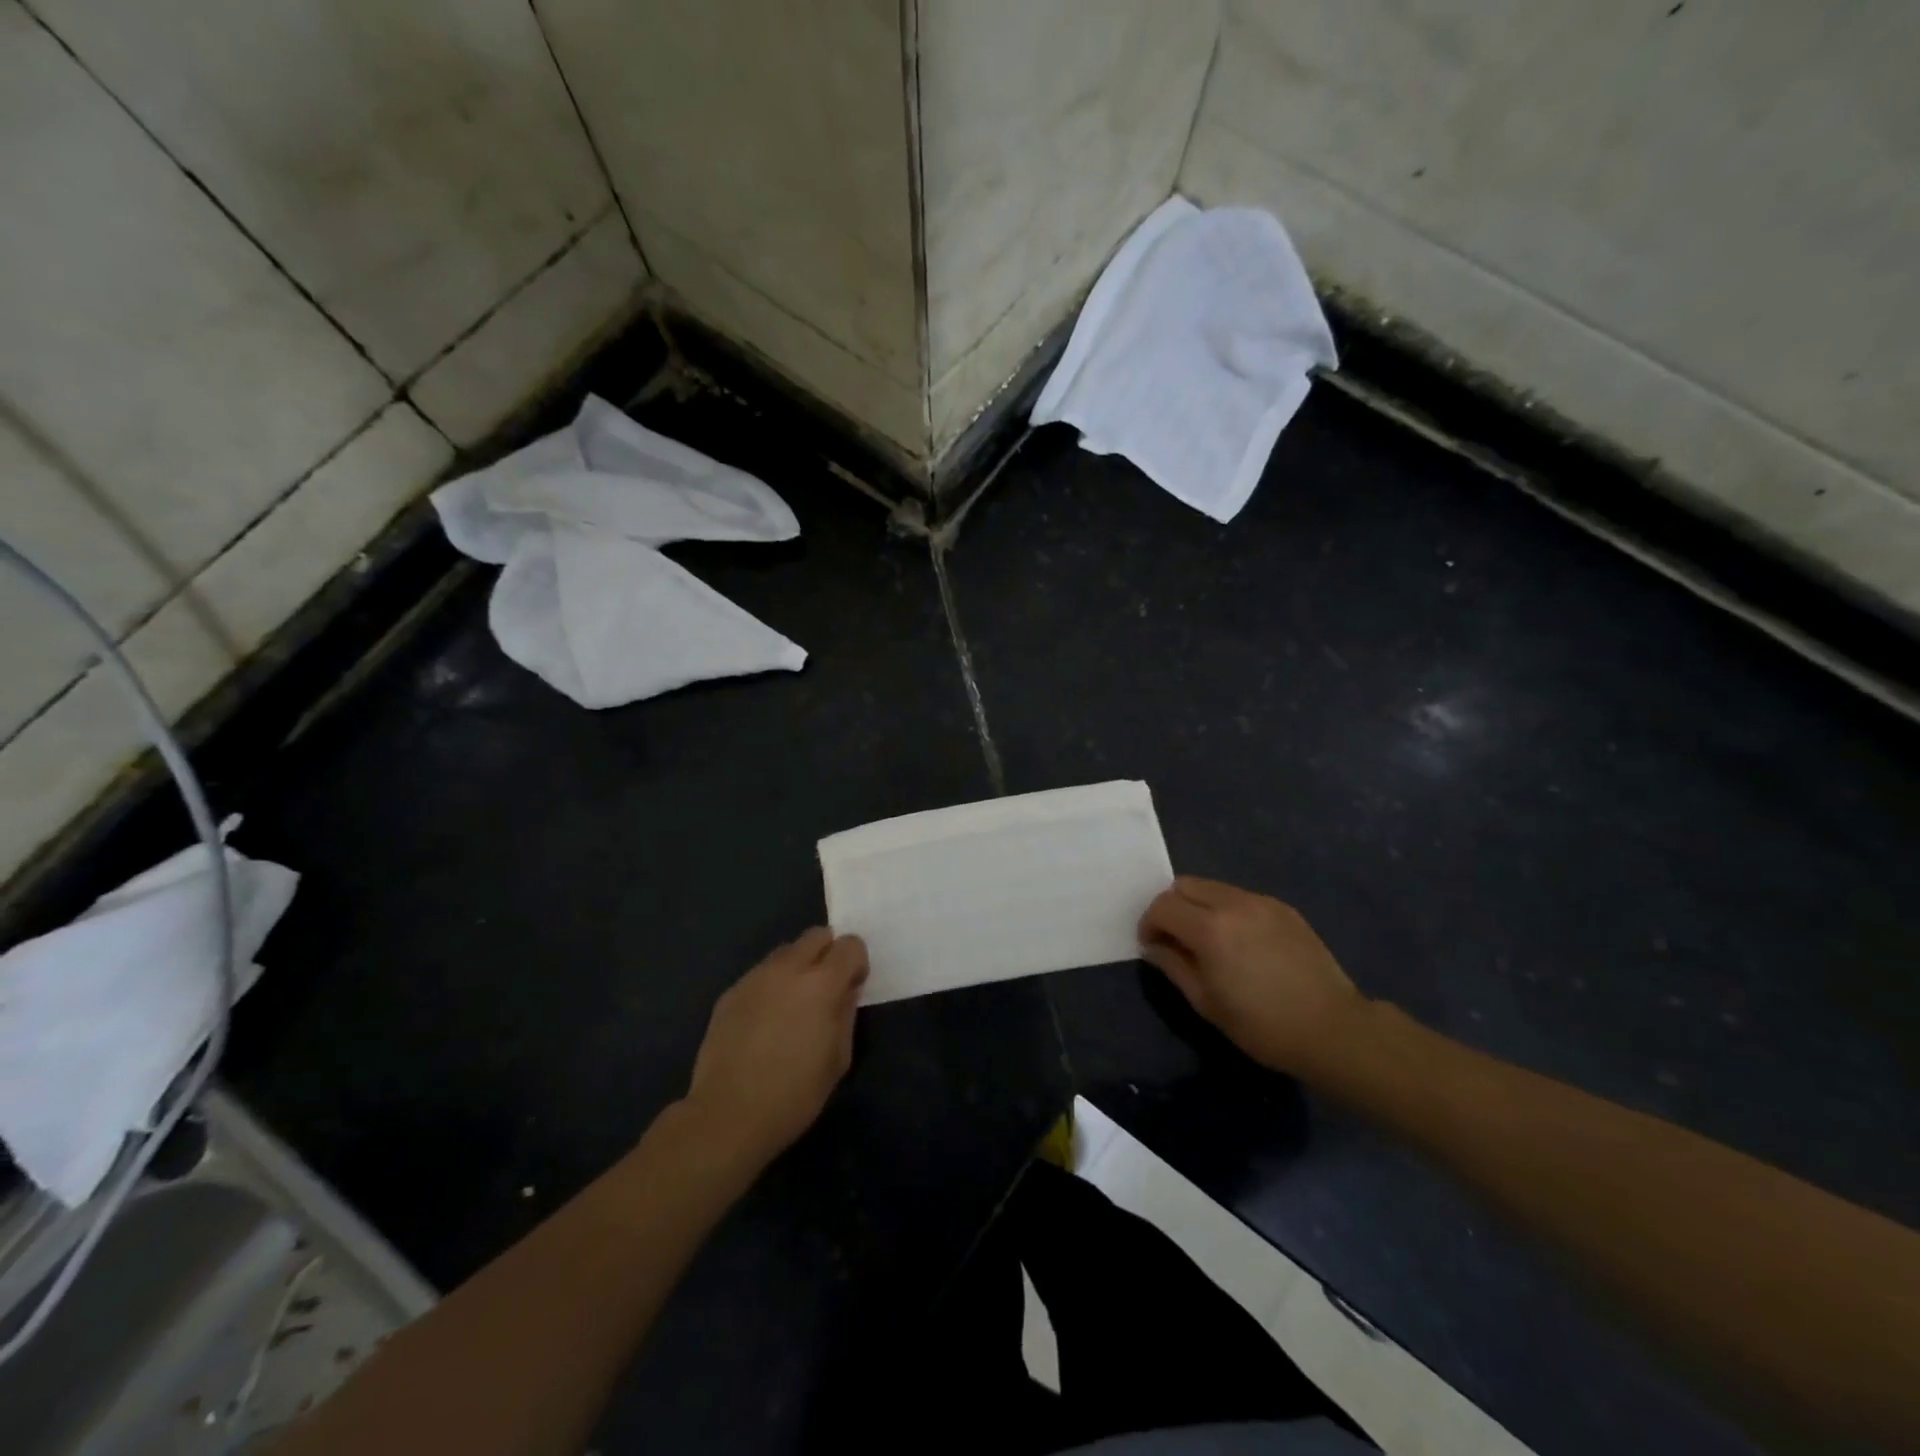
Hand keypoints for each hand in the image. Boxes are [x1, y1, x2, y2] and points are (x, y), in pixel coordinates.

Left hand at [683, 928, 867, 1169]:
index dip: (856, 963)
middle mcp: (787, 969)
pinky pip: (761, 975)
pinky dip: (772, 986)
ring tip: (793, 1006)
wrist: (728, 1116)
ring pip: (786, 952)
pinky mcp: (730, 993)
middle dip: (828, 954)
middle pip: (817, 935)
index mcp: (821, 983)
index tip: (852, 988)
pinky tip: (766, 1022)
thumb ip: (846, 1013)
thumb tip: (846, 990)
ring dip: (798, 967)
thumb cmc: (794, 1094)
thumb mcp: (838, 1058)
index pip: (850, 945)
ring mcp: (754, 978)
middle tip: (826, 989)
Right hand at [1138, 877, 1365, 1076]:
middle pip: (1184, 885)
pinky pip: (1240, 897)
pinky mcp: (1283, 908)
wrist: (1332, 1029)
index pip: (1162, 906)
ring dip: (1198, 906)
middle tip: (1175, 938)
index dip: (1149, 923)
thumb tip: (1153, 946)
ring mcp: (1261, 902)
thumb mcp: (1206, 1002)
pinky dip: (1227, 910)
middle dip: (1171, 907)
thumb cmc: (1262, 1025)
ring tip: (1208, 940)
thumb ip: (1173, 965)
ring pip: (1213, 887)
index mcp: (1209, 928)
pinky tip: (1240, 942)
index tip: (1152, 946)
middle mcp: (1233, 903)